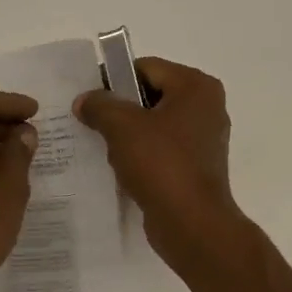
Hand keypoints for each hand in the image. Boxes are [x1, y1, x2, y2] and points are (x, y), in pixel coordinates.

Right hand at [73, 58, 248, 271]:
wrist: (191, 223)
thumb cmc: (161, 165)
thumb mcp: (122, 127)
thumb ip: (100, 105)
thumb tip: (85, 100)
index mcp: (196, 87)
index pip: (146, 68)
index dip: (113, 79)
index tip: (88, 98)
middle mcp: (206, 107)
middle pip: (150, 96)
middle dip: (119, 109)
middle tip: (91, 123)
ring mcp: (204, 139)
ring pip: (154, 125)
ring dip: (127, 135)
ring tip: (103, 149)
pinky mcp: (196, 167)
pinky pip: (161, 150)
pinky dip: (140, 155)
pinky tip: (120, 169)